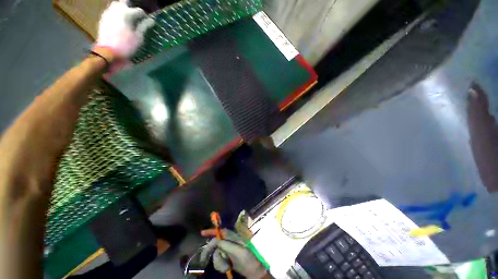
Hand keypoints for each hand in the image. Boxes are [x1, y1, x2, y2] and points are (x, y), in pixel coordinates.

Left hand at [94, 0, 154, 60]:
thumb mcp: (138, 37)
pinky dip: (116, 14)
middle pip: (125, 2)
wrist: (107, 52)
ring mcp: (108, 13)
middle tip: (136, 15)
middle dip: (131, 7)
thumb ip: (144, 26)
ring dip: (123, 9)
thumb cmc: (126, 46)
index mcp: (127, 13)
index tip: (147, 21)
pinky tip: (119, 21)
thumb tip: (151, 20)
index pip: (139, 11)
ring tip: (128, 17)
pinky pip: (111, 11)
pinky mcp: (103, 18)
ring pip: (116, 5)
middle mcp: (116, 9)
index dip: (144, 16)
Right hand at [200, 229, 267, 278]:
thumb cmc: (249, 260)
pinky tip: (226, 268)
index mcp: (234, 238)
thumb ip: (229, 245)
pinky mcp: (227, 259)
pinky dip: (220, 265)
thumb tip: (218, 241)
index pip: (222, 231)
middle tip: (204, 259)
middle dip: (210, 250)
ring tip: (226, 267)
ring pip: (216, 253)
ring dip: (218, 261)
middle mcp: (230, 242)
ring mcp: (228, 251)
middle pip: (216, 243)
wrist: (254, 272)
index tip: (202, 233)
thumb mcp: (240, 252)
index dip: (212, 231)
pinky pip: (218, 260)